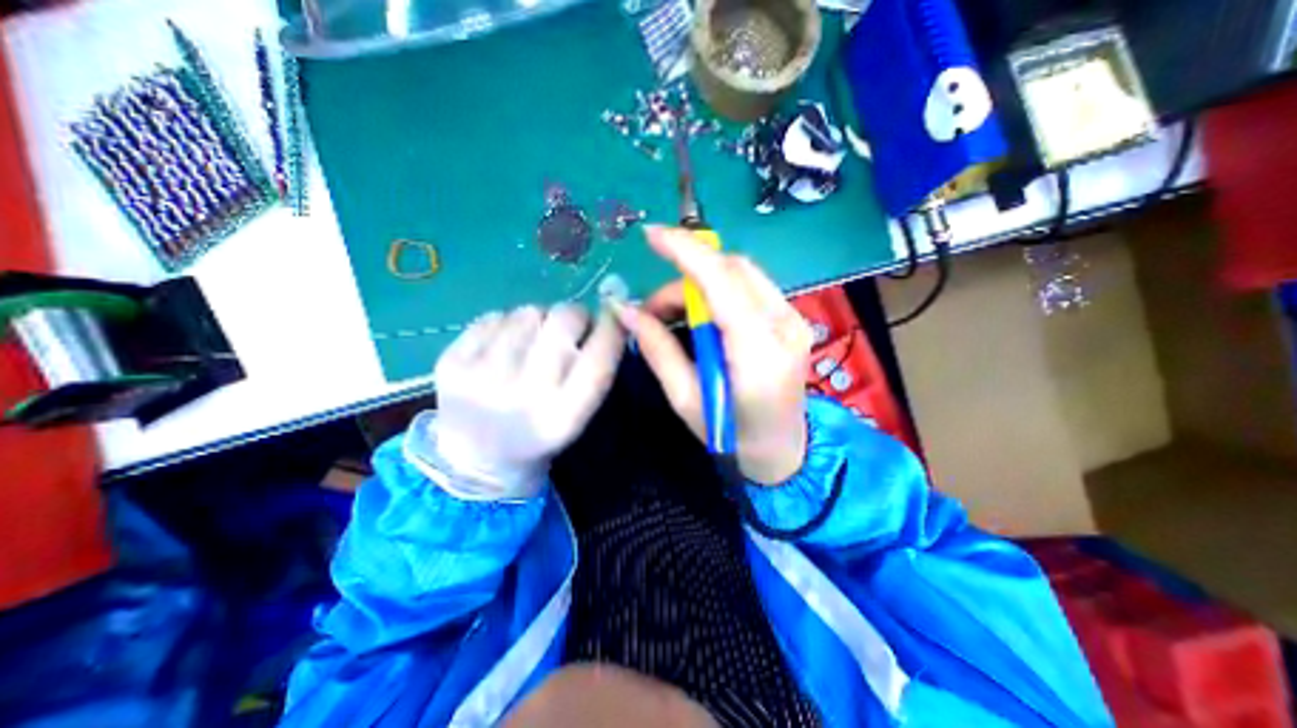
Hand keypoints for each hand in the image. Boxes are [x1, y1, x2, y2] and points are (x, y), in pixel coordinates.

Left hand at [429, 303, 626, 498]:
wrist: (476, 458)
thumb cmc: (539, 432)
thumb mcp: (578, 414)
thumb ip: (595, 369)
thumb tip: (606, 315)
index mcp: (562, 417)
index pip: (599, 358)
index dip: (612, 328)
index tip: (614, 314)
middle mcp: (523, 396)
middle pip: (563, 321)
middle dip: (576, 315)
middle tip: (571, 326)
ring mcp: (481, 376)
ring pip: (529, 311)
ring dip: (540, 320)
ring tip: (532, 343)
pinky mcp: (451, 362)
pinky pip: (494, 317)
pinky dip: (506, 325)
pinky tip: (503, 349)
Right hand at [612, 225, 806, 485]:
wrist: (784, 449)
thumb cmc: (732, 436)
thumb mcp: (686, 399)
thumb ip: (658, 349)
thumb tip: (624, 311)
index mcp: (758, 352)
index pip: (722, 282)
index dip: (686, 251)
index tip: (651, 235)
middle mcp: (784, 324)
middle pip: (731, 270)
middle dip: (684, 278)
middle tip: (654, 311)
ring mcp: (794, 318)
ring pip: (741, 273)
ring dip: (700, 282)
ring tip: (672, 316)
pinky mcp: (792, 318)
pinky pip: (749, 286)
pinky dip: (718, 290)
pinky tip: (701, 316)